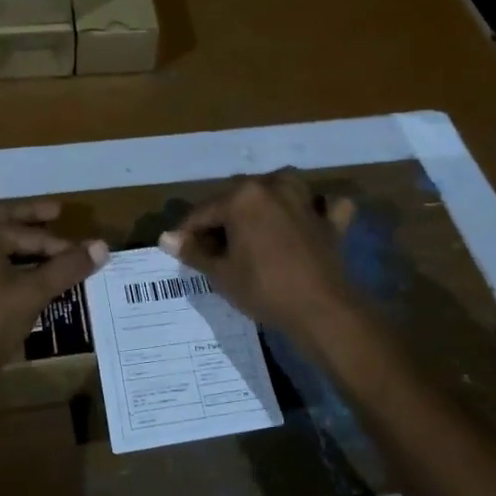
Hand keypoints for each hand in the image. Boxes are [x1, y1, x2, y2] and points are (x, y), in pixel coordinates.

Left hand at [0, 201, 107, 395]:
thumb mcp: (32, 292)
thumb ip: (67, 268)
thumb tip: (102, 246)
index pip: (31, 233)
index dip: (63, 244)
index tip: (88, 251)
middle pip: (7, 224)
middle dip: (33, 220)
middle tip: (58, 213)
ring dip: (23, 246)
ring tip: (51, 249)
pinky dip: (12, 266)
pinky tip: (30, 279)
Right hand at [157, 169, 358, 339]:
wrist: (321, 309)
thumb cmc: (263, 288)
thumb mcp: (220, 273)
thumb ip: (193, 251)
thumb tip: (166, 238)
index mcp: (243, 196)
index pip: (204, 211)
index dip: (188, 231)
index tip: (180, 249)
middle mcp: (273, 186)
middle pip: (238, 198)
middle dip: (223, 219)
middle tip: (213, 248)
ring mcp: (306, 200)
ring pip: (279, 190)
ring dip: (265, 203)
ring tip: (253, 230)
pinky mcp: (330, 220)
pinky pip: (323, 205)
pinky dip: (316, 209)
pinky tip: (308, 220)